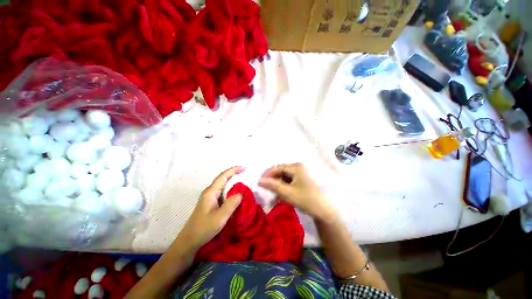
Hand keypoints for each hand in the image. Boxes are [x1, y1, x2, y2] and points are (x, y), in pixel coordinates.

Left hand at [178, 166, 244, 249]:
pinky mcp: (211, 202)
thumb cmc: (204, 228)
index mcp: (211, 192)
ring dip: (233, 181)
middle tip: (246, 173)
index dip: (234, 170)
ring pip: (223, 185)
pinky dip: (230, 190)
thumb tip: (241, 194)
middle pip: (223, 178)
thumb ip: (231, 204)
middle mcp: (210, 192)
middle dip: (234, 174)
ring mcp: (209, 197)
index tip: (244, 168)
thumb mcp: (220, 218)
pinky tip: (235, 194)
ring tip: (243, 182)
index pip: (223, 176)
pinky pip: (222, 192)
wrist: (189, 240)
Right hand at [258, 163, 335, 220]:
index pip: (277, 168)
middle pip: (280, 171)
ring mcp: (300, 173)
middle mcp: (298, 167)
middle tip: (265, 189)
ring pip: (284, 177)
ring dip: (277, 184)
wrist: (323, 210)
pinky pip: (288, 181)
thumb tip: (259, 181)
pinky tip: (279, 194)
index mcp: (296, 167)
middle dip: (272, 180)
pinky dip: (283, 186)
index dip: (268, 175)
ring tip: (272, 193)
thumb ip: (272, 185)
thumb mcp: (287, 193)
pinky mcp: (301, 179)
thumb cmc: (305, 199)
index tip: (260, 183)